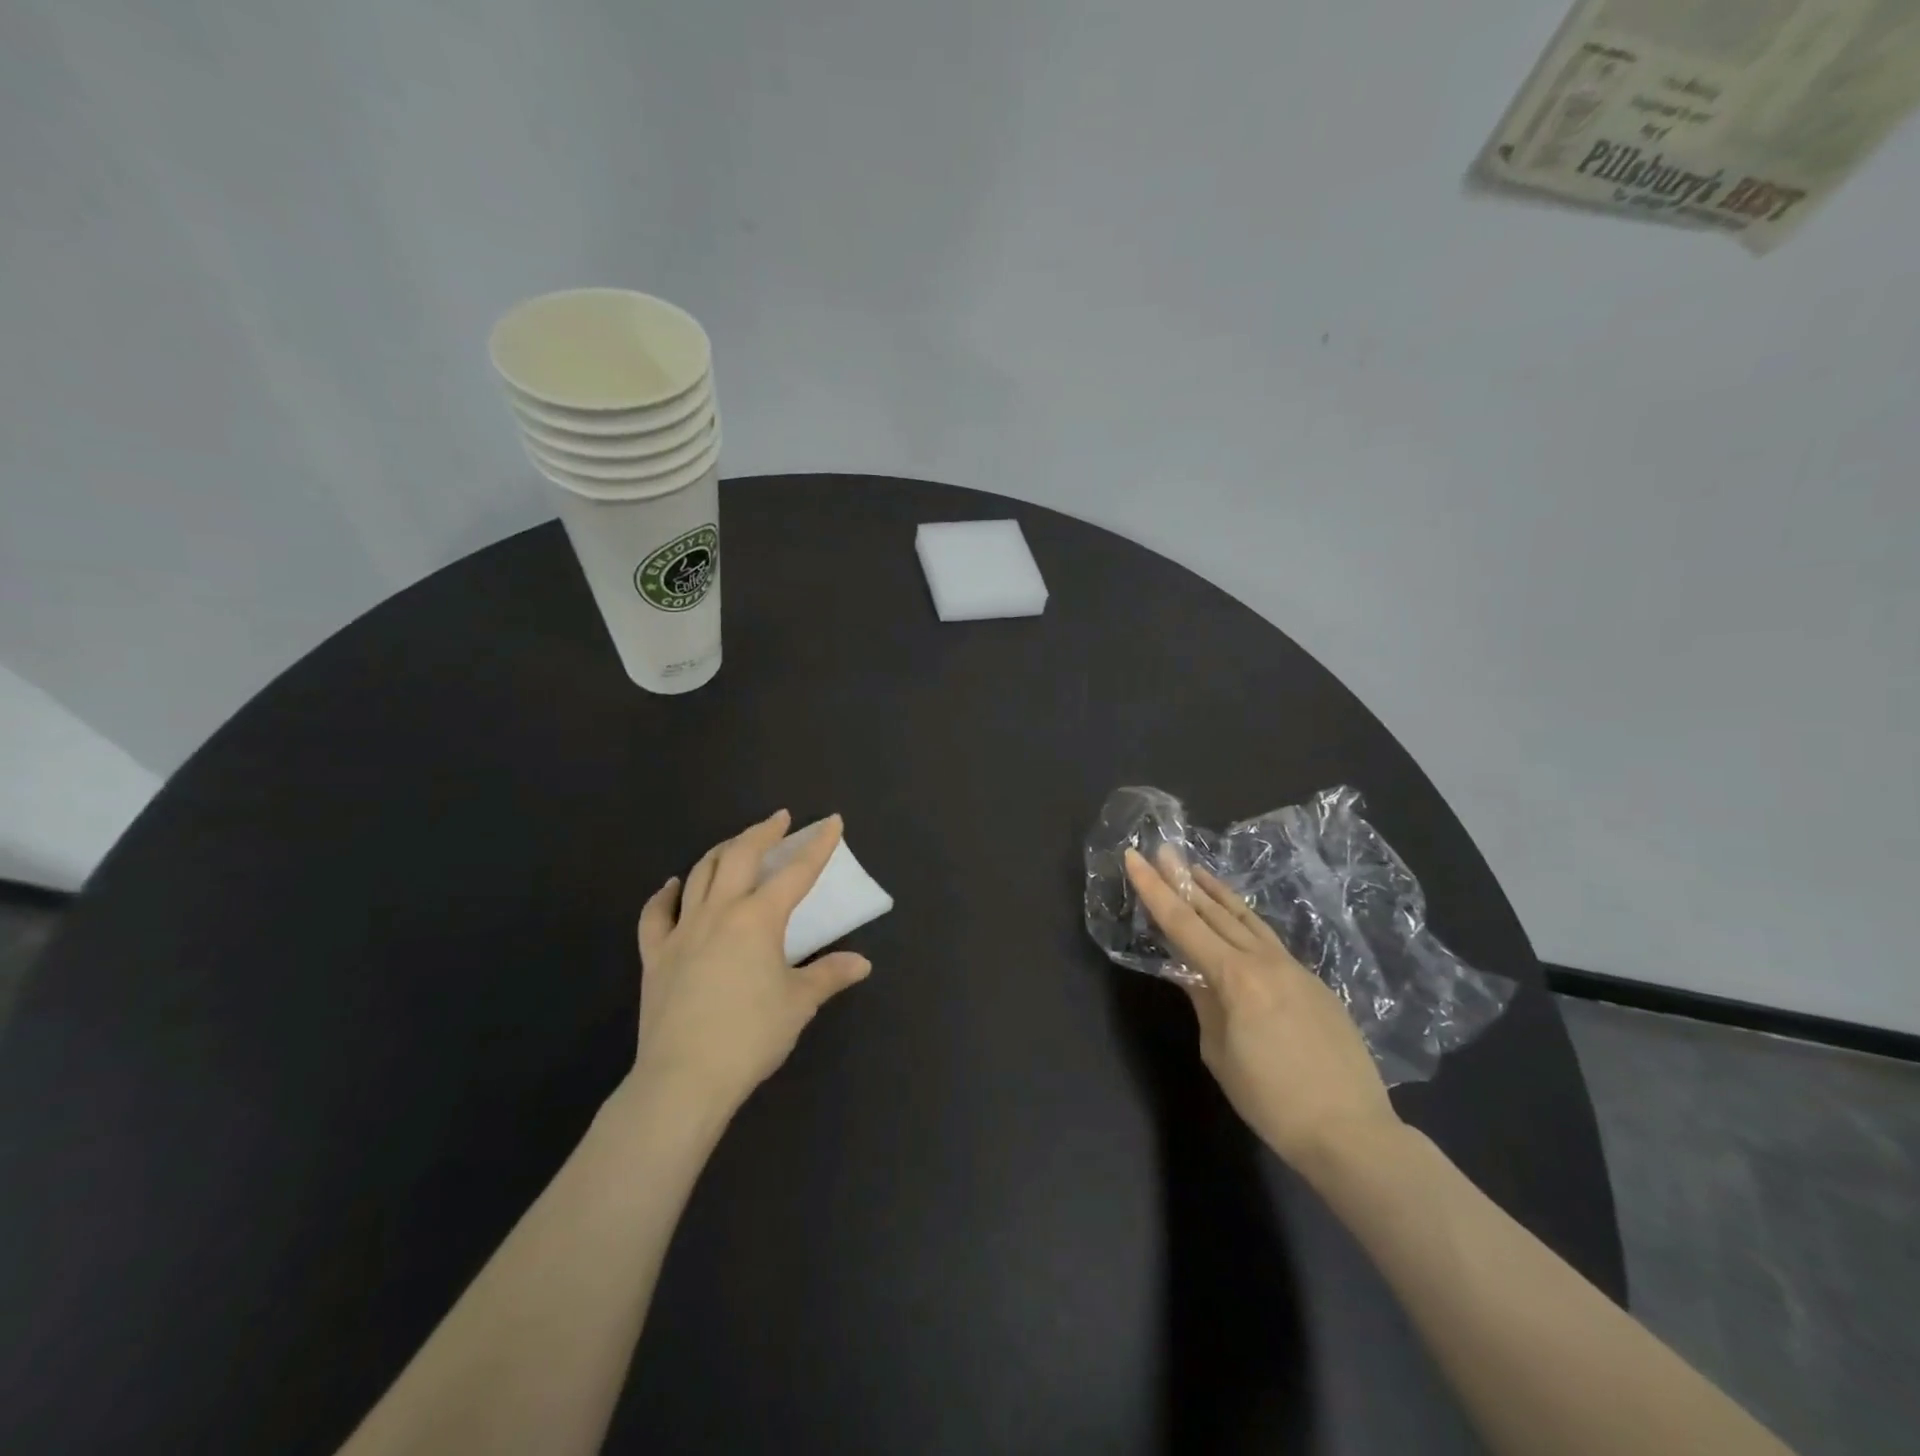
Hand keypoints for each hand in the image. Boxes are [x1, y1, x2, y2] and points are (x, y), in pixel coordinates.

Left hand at [632, 810, 871, 1113]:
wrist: (684, 1077)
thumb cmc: (751, 1036)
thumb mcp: (799, 1003)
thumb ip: (830, 975)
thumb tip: (862, 963)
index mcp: (759, 919)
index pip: (796, 872)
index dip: (817, 846)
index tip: (830, 823)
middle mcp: (720, 912)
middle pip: (740, 856)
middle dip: (763, 832)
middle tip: (780, 820)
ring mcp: (683, 930)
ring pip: (700, 873)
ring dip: (722, 851)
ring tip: (737, 844)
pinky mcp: (656, 954)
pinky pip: (656, 913)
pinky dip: (666, 894)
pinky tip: (673, 885)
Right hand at [1123, 846, 1398, 1170]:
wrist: (1352, 1132)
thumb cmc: (1272, 1101)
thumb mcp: (1220, 1053)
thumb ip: (1204, 1003)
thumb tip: (1190, 973)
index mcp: (1235, 977)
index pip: (1183, 924)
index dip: (1154, 889)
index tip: (1134, 857)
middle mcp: (1265, 961)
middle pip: (1215, 911)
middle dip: (1183, 879)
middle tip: (1162, 851)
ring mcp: (1295, 969)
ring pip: (1248, 919)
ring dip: (1217, 892)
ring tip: (1195, 870)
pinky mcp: (1314, 983)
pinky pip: (1269, 941)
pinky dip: (1244, 921)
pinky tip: (1237, 922)